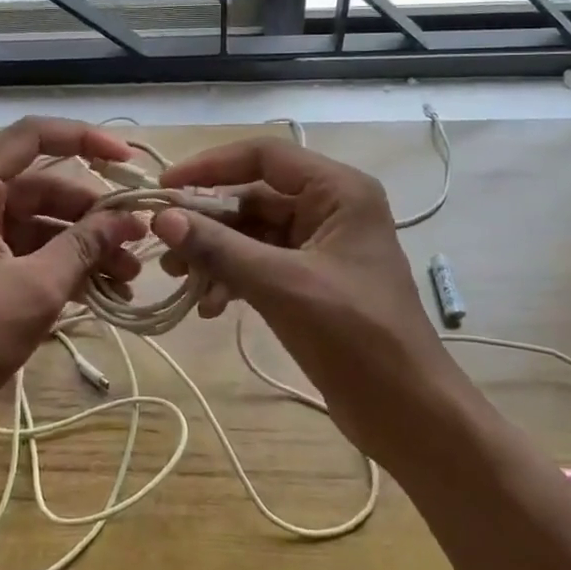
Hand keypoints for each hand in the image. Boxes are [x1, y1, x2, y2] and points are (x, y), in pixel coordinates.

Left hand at [0, 117, 144, 444]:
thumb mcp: (37, 287)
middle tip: (137, 236)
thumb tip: (129, 219)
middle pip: (39, 183)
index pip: (31, 135)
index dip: (84, 139)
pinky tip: (99, 286)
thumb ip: (85, 244)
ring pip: (35, 218)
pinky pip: (21, 244)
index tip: (126, 161)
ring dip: (81, 241)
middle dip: (91, 211)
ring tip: (127, 272)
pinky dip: (57, 259)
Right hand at [151, 138, 452, 454]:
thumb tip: (161, 217)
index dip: (211, 166)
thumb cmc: (356, 337)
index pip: (264, 156)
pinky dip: (233, 279)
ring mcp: (321, 246)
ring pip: (253, 234)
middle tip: (165, 249)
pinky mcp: (312, 281)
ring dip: (216, 255)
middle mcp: (330, 208)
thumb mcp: (282, 286)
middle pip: (254, 197)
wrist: (409, 413)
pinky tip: (210, 307)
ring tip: (181, 283)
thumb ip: (220, 248)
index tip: (164, 187)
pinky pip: (261, 264)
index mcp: (339, 191)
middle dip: (208, 222)